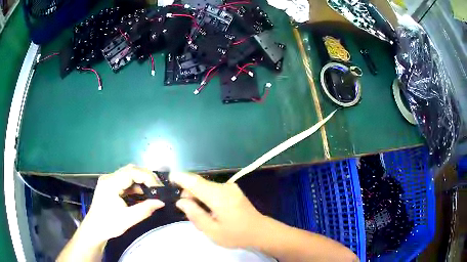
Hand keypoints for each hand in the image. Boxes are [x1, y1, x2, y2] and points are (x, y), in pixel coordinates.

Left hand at [82, 164, 164, 243]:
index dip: (147, 177)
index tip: (158, 188)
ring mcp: (109, 181)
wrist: (94, 230)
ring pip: (129, 174)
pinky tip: (143, 194)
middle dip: (146, 177)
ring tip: (153, 191)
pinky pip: (126, 181)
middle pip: (130, 170)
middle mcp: (109, 178)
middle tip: (158, 188)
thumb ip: (145, 209)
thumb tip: (161, 202)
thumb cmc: (109, 225)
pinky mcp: (110, 186)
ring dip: (142, 181)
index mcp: (110, 183)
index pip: (131, 172)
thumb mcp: (128, 219)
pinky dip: (136, 186)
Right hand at [169, 172, 265, 248]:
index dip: (180, 178)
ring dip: (198, 197)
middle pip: (199, 184)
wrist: (260, 232)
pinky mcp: (233, 190)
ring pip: (205, 187)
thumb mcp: (212, 231)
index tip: (169, 178)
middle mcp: (224, 187)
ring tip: (202, 215)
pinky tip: (210, 211)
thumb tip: (181, 201)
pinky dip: (206, 197)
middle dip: (189, 194)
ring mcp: (230, 187)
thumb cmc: (236, 235)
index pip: (195, 182)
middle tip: (189, 212)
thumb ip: (194, 214)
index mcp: (218, 196)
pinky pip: (213, 190)